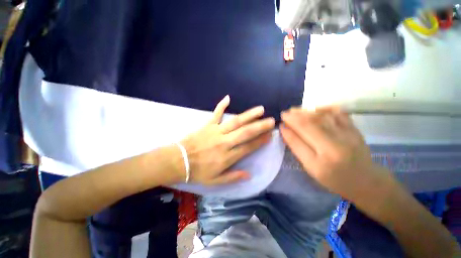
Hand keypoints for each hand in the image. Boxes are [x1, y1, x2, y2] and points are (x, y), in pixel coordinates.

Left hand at [180, 96, 274, 185]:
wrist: (178, 161)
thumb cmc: (197, 172)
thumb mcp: (215, 181)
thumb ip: (233, 177)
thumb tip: (249, 174)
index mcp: (227, 157)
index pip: (248, 147)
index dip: (260, 141)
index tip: (270, 136)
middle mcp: (225, 142)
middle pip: (246, 132)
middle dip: (260, 126)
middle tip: (271, 121)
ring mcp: (216, 132)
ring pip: (236, 122)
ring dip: (249, 115)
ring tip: (260, 109)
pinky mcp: (207, 125)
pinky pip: (216, 113)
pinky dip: (221, 105)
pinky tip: (228, 97)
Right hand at [280, 107, 386, 199]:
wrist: (365, 181)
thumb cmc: (334, 178)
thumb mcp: (310, 167)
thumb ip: (296, 147)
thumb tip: (284, 129)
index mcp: (323, 157)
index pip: (300, 135)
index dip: (289, 125)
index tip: (280, 121)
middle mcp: (337, 142)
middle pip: (311, 122)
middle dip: (294, 116)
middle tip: (285, 113)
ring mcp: (348, 133)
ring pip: (323, 115)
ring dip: (306, 110)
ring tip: (295, 110)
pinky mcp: (354, 128)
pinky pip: (338, 112)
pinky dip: (325, 107)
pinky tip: (315, 108)